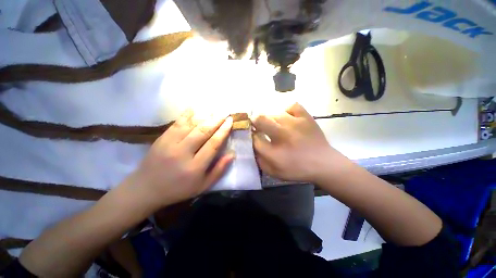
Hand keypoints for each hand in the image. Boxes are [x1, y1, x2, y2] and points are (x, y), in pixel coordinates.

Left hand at [132, 109, 233, 207]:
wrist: (145, 189)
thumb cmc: (178, 189)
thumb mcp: (203, 186)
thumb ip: (219, 170)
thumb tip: (232, 154)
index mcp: (195, 167)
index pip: (213, 144)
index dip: (223, 131)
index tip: (230, 121)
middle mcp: (182, 153)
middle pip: (203, 132)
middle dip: (216, 120)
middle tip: (225, 113)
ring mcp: (169, 144)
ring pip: (191, 125)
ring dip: (204, 116)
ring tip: (214, 110)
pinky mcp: (161, 139)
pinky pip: (176, 123)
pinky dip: (187, 114)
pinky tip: (195, 107)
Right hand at [252, 103, 349, 183]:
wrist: (324, 164)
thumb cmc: (297, 169)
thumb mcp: (274, 172)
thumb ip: (259, 160)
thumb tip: (252, 146)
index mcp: (274, 152)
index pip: (254, 138)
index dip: (251, 135)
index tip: (253, 135)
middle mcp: (282, 135)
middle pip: (260, 120)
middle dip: (255, 122)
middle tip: (259, 127)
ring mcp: (295, 123)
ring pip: (274, 113)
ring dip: (270, 119)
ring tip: (275, 125)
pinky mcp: (306, 117)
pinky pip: (291, 106)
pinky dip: (286, 111)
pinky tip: (288, 118)